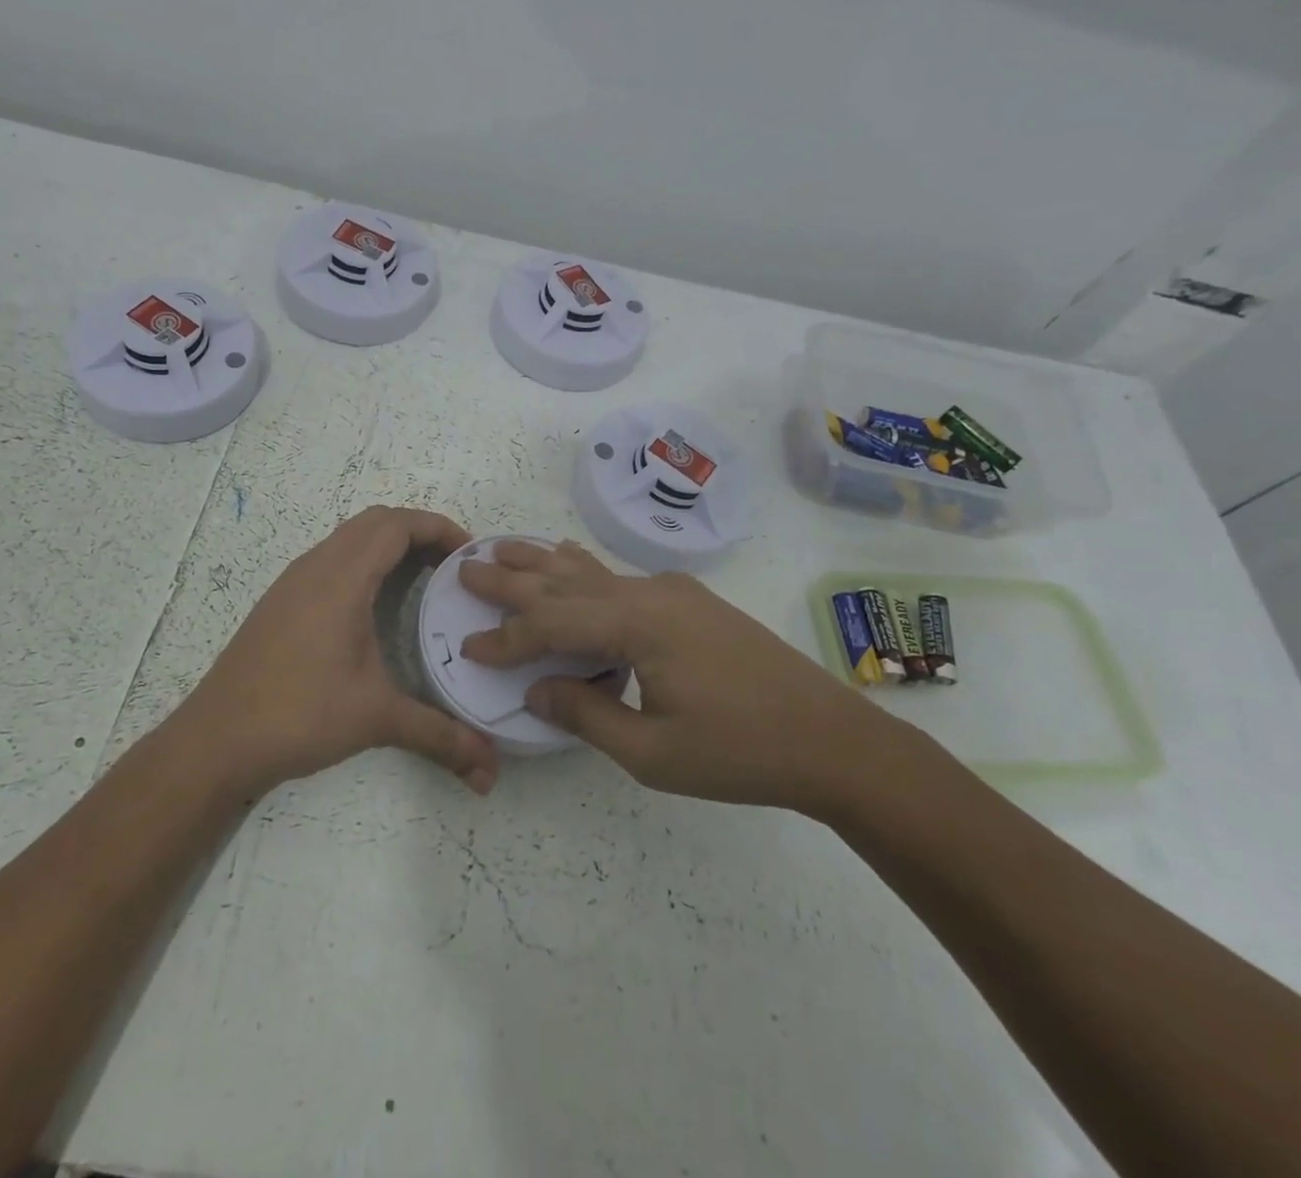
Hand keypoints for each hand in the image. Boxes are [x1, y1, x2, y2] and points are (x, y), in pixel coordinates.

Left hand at [166, 506, 499, 801]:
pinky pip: (332, 557)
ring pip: (350, 537)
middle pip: (375, 521)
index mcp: (341, 579)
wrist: (215, 739)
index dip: (438, 527)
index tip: (471, 554)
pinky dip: (365, 560)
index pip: (396, 525)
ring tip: (424, 578)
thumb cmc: (298, 715)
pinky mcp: (281, 600)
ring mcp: (294, 581)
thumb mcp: (375, 719)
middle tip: (452, 565)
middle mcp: (315, 567)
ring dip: (390, 543)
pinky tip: (377, 602)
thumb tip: (491, 772)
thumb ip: (438, 736)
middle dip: (420, 531)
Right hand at [458, 540, 897, 813]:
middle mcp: (650, 593)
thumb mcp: (653, 751)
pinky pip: (619, 580)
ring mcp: (674, 592)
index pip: (553, 624)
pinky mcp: (690, 601)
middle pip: (566, 582)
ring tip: (504, 546)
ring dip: (545, 563)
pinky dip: (583, 572)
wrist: (832, 739)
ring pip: (593, 572)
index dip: (508, 638)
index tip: (469, 647)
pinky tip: (569, 559)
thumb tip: (534, 689)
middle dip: (513, 577)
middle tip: (468, 565)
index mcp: (638, 624)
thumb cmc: (740, 752)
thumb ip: (586, 714)